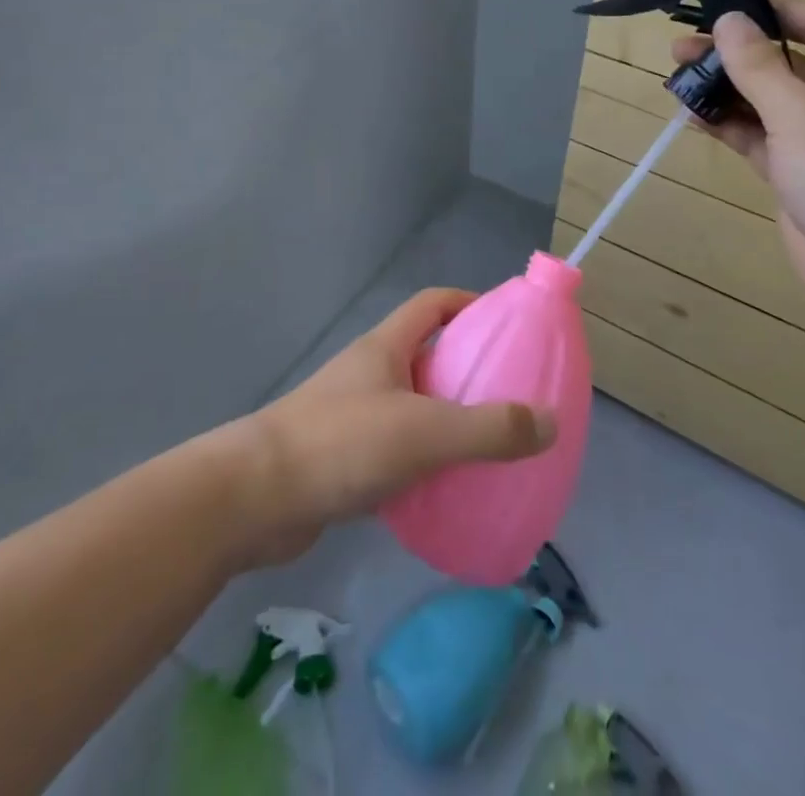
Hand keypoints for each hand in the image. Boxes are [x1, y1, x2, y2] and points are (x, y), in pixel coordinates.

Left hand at [238, 288, 557, 564]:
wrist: (254, 499)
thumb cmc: (340, 444)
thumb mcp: (424, 431)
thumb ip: (489, 428)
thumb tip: (550, 422)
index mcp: (386, 347)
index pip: (433, 304)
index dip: (470, 304)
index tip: (507, 325)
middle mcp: (371, 373)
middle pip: (428, 355)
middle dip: (468, 370)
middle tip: (512, 396)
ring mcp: (355, 415)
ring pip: (414, 406)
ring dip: (448, 420)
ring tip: (491, 446)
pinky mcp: (345, 459)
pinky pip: (398, 450)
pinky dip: (425, 462)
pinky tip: (449, 490)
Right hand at [674, 5, 804, 340]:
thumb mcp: (801, 113)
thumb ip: (758, 66)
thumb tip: (728, 20)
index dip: (769, 9)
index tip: (719, 4)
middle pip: (783, 62)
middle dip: (733, 53)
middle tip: (680, 48)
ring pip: (766, 101)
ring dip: (725, 90)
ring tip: (676, 80)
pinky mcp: (799, 174)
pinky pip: (758, 137)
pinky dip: (728, 125)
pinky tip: (693, 116)